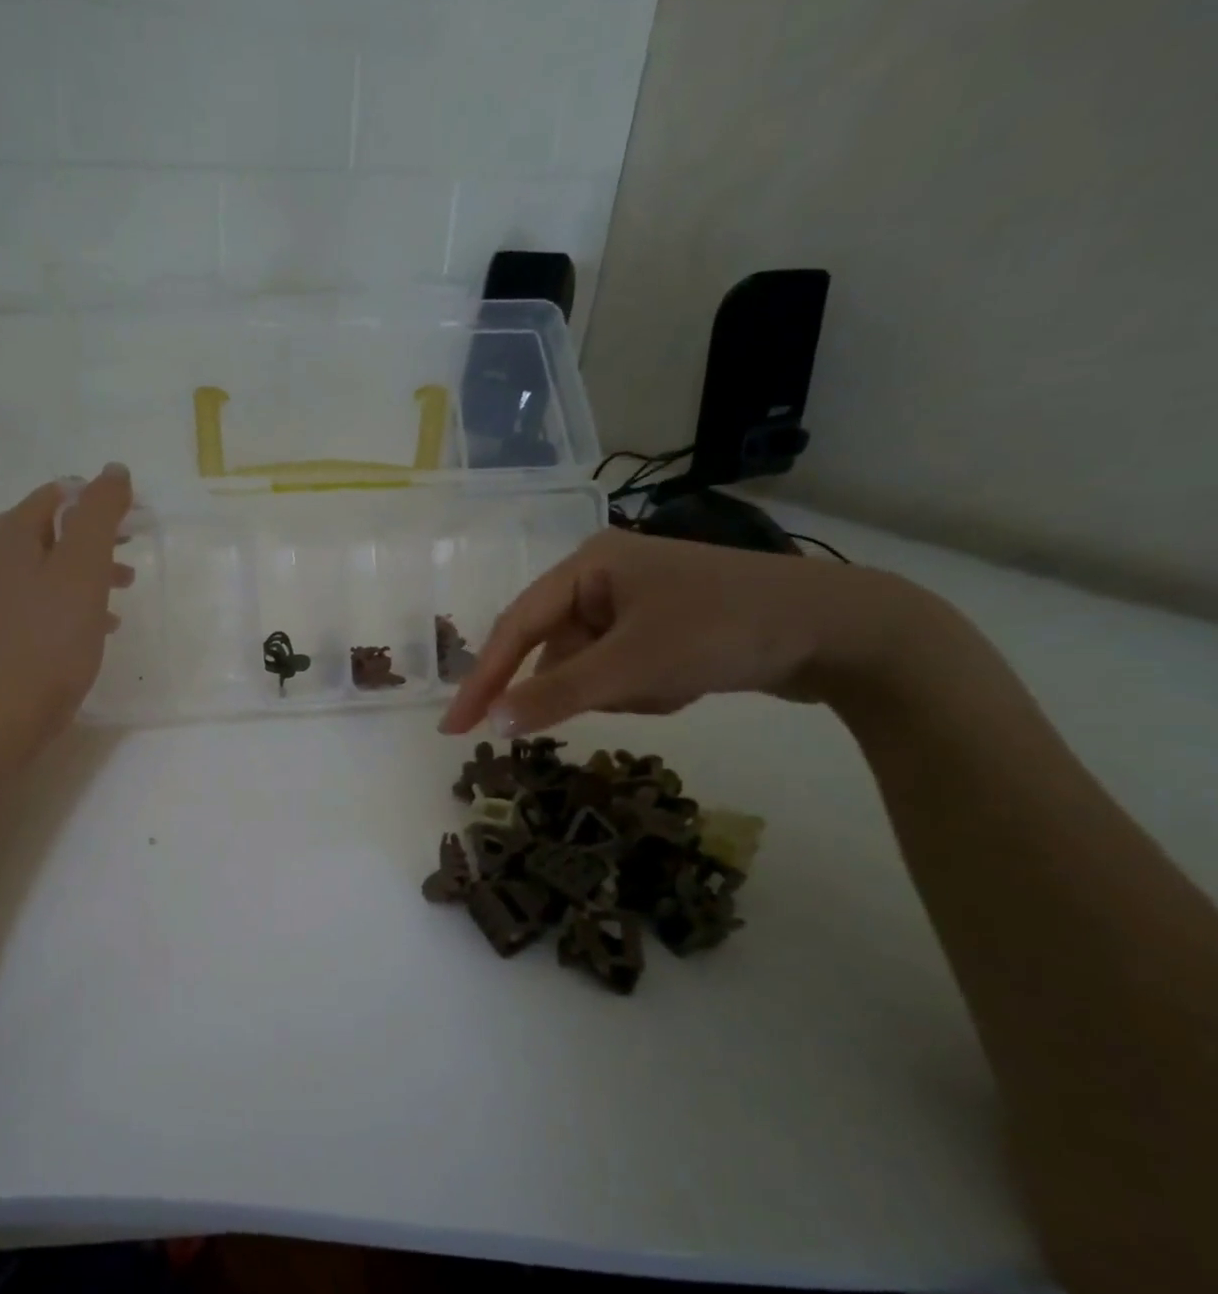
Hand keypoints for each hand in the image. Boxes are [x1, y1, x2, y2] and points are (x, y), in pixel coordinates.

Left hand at [0, 463, 134, 751]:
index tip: (135, 517)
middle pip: (54, 529)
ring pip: (52, 567)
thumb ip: (100, 513)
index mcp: (10, 535)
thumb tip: (114, 471)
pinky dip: (76, 600)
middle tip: (133, 547)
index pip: (58, 494)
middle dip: (97, 535)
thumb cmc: (51, 636)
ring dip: (90, 569)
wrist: (9, 711)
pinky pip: (46, 601)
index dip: (98, 498)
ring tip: (125, 586)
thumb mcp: (84, 566)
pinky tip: (102, 623)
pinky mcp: (5, 630)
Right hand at [438, 527, 941, 735]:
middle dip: (587, 684)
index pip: (514, 628)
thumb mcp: (632, 666)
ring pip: (589, 668)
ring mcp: (632, 602)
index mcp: (586, 564)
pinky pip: (620, 670)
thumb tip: (491, 726)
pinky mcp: (659, 627)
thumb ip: (555, 696)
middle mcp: (602, 576)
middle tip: (627, 696)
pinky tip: (687, 683)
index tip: (452, 729)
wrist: (841, 632)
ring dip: (621, 691)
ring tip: (675, 685)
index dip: (481, 681)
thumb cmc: (724, 631)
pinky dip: (643, 689)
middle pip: (555, 649)